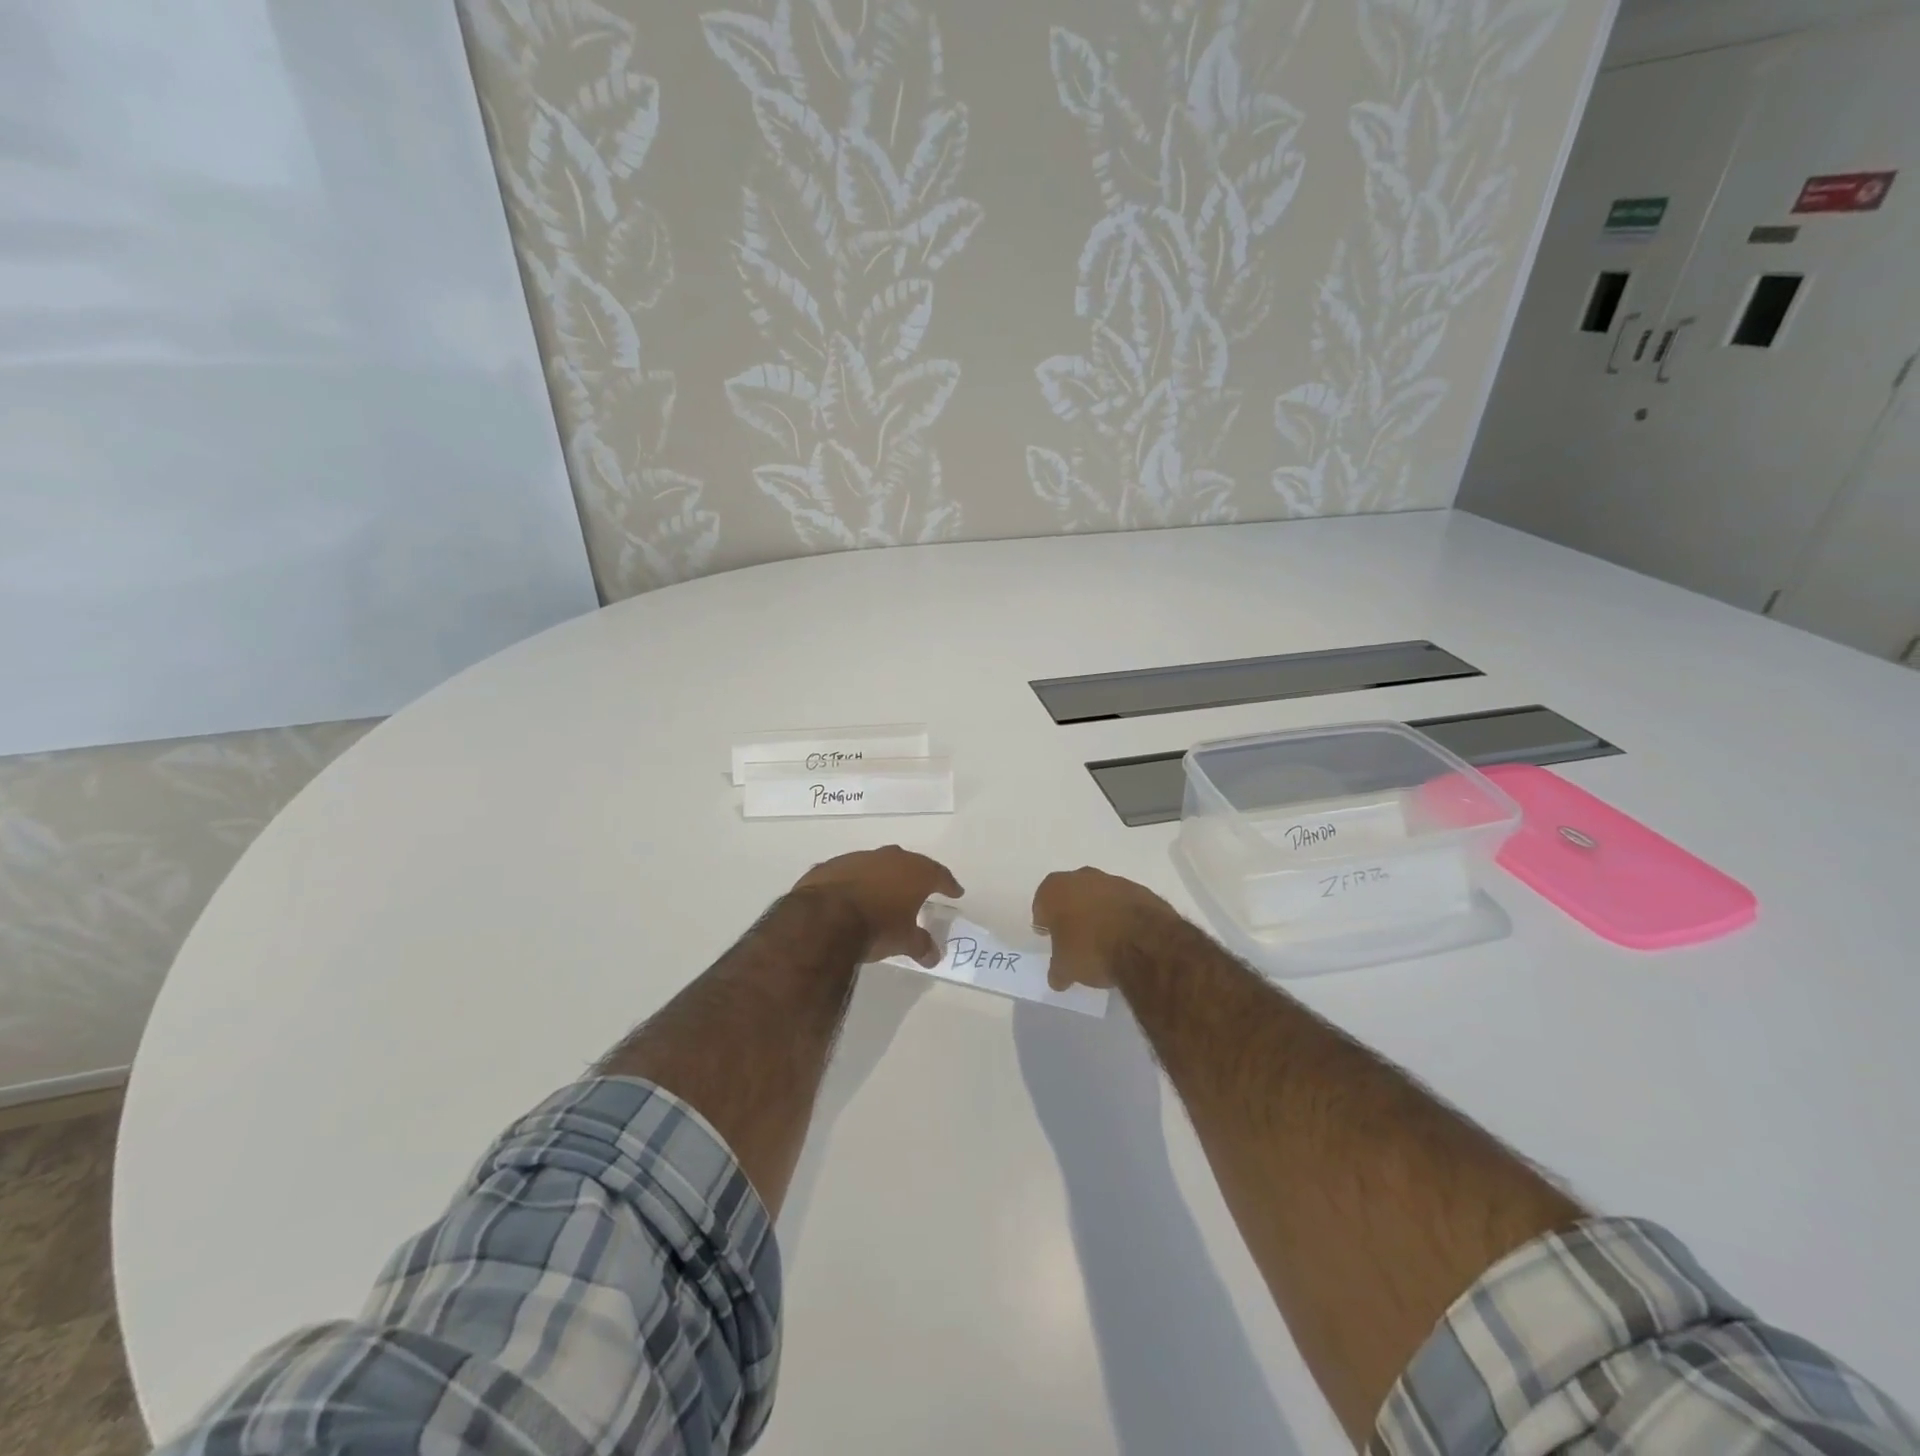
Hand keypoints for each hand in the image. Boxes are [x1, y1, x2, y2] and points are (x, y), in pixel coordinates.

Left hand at [794, 846, 962, 966]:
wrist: (824, 918)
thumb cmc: (876, 927)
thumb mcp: (905, 941)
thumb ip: (922, 945)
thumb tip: (934, 956)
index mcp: (915, 872)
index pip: (940, 875)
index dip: (949, 885)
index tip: (956, 892)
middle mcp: (890, 858)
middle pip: (909, 864)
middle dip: (916, 876)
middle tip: (921, 889)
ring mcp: (859, 858)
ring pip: (878, 865)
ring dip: (883, 877)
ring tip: (884, 894)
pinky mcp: (832, 865)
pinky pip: (850, 873)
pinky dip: (856, 882)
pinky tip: (852, 896)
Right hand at [1033, 867, 1180, 990]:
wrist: (1144, 942)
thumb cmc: (1091, 949)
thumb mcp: (1066, 968)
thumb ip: (1058, 969)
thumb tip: (1057, 978)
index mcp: (1055, 890)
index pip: (1042, 903)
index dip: (1044, 921)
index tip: (1049, 937)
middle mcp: (1082, 877)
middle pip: (1070, 894)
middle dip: (1071, 912)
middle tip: (1074, 937)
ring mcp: (1113, 881)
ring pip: (1098, 896)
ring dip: (1098, 912)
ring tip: (1103, 939)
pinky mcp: (1140, 890)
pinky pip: (1123, 903)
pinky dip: (1121, 915)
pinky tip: (1125, 936)